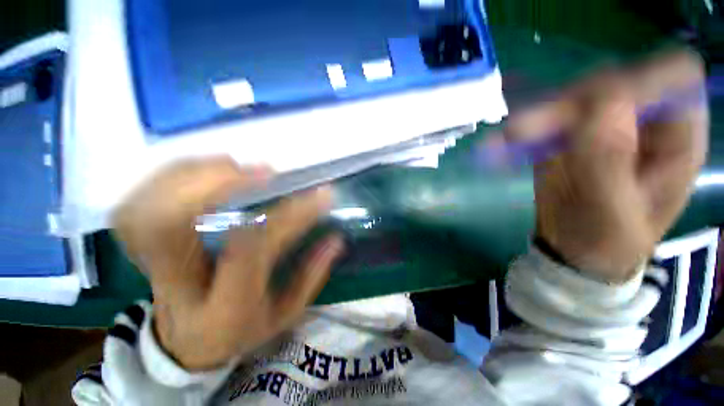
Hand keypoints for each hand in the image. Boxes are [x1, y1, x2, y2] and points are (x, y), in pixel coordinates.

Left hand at [113, 157, 343, 369]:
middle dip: (218, 186)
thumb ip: (311, 275)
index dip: (287, 216)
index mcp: (224, 308)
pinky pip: (137, 204)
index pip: (251, 251)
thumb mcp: (285, 313)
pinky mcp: (141, 248)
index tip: (321, 195)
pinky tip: (202, 171)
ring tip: (234, 165)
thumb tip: (336, 238)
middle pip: (171, 225)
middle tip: (264, 171)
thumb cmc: (242, 328)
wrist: (187, 341)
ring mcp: (149, 265)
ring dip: (192, 176)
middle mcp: (178, 285)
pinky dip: (167, 179)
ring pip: (148, 209)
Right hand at [506, 50, 708, 282]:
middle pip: (613, 81)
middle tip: (525, 131)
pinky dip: (523, 128)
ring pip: (574, 96)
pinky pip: (547, 117)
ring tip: (506, 140)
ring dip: (538, 116)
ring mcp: (603, 123)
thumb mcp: (613, 215)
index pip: (672, 76)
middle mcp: (645, 118)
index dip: (635, 81)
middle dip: (570, 103)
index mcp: (678, 137)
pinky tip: (503, 143)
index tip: (589, 110)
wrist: (576, 249)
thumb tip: (604, 104)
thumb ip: (611, 164)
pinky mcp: (568, 133)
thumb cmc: (607, 242)